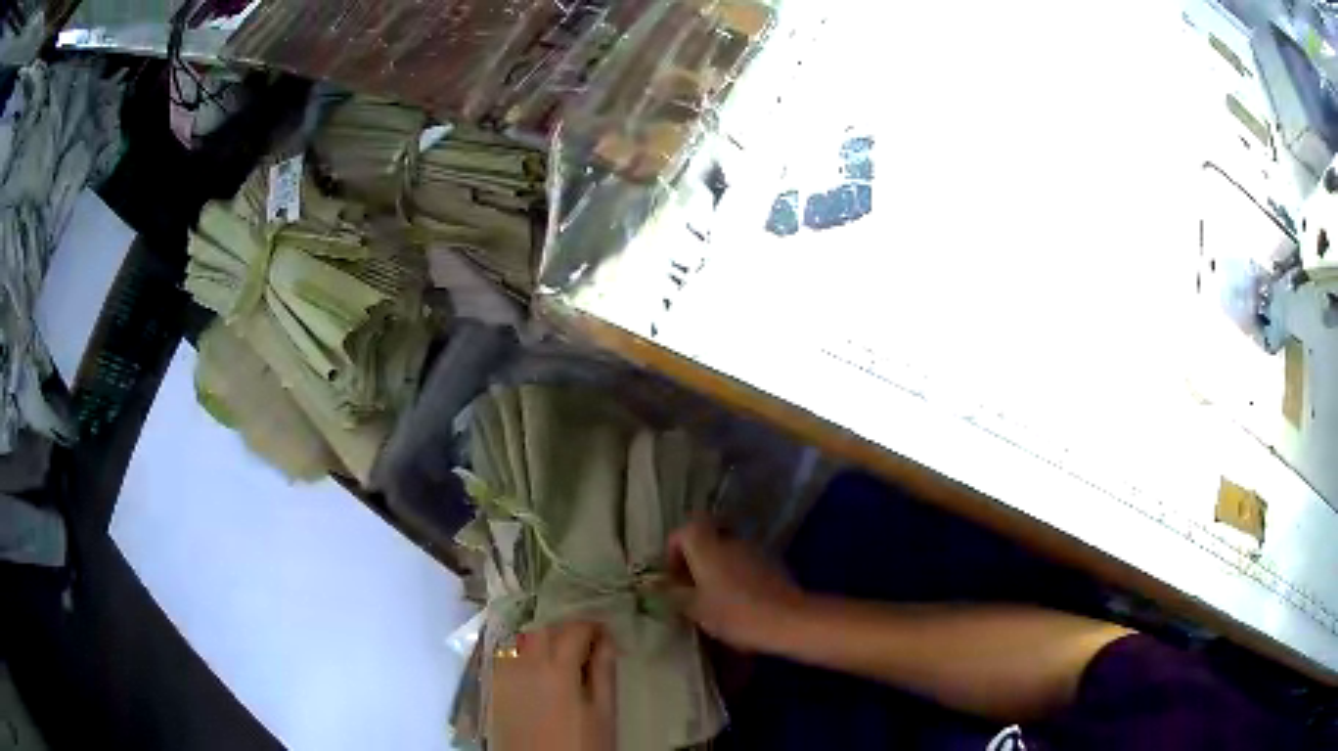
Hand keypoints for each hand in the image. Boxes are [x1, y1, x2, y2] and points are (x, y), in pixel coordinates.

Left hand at [489, 621, 615, 750]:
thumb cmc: (582, 745)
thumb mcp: (603, 712)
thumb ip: (603, 672)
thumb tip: (606, 641)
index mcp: (557, 668)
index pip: (574, 629)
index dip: (593, 627)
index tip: (607, 635)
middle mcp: (525, 664)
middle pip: (545, 630)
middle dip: (567, 631)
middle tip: (587, 647)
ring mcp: (505, 675)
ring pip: (523, 641)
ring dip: (544, 641)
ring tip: (563, 661)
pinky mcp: (494, 688)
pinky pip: (508, 658)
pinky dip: (524, 656)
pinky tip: (538, 674)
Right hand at [666, 519, 807, 652]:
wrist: (788, 620)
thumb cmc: (735, 613)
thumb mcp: (695, 609)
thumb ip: (673, 595)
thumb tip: (656, 587)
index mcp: (707, 546)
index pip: (682, 532)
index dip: (672, 552)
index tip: (672, 577)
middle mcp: (729, 540)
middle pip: (705, 540)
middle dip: (694, 562)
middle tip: (688, 590)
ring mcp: (753, 550)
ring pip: (725, 552)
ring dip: (715, 570)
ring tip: (710, 600)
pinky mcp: (771, 563)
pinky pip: (743, 564)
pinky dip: (734, 577)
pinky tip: (735, 603)